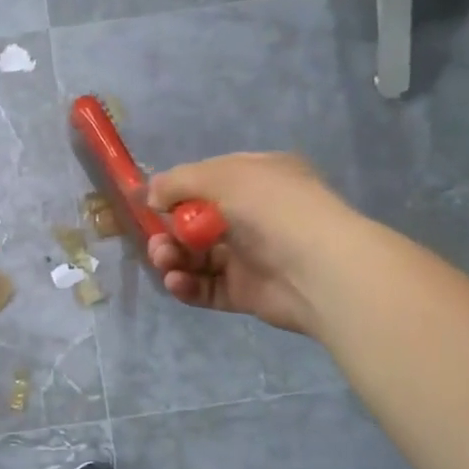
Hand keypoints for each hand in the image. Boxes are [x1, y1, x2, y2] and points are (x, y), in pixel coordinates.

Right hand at [145, 152, 354, 336]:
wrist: (318, 268)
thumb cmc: (271, 209)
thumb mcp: (222, 176)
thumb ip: (178, 181)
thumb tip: (150, 195)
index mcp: (258, 179)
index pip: (208, 181)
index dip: (178, 192)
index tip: (152, 204)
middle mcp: (255, 216)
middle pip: (197, 223)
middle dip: (169, 232)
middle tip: (158, 243)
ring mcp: (250, 256)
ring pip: (198, 257)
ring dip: (174, 258)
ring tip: (165, 262)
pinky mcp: (245, 292)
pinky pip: (207, 288)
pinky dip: (187, 285)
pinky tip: (177, 282)